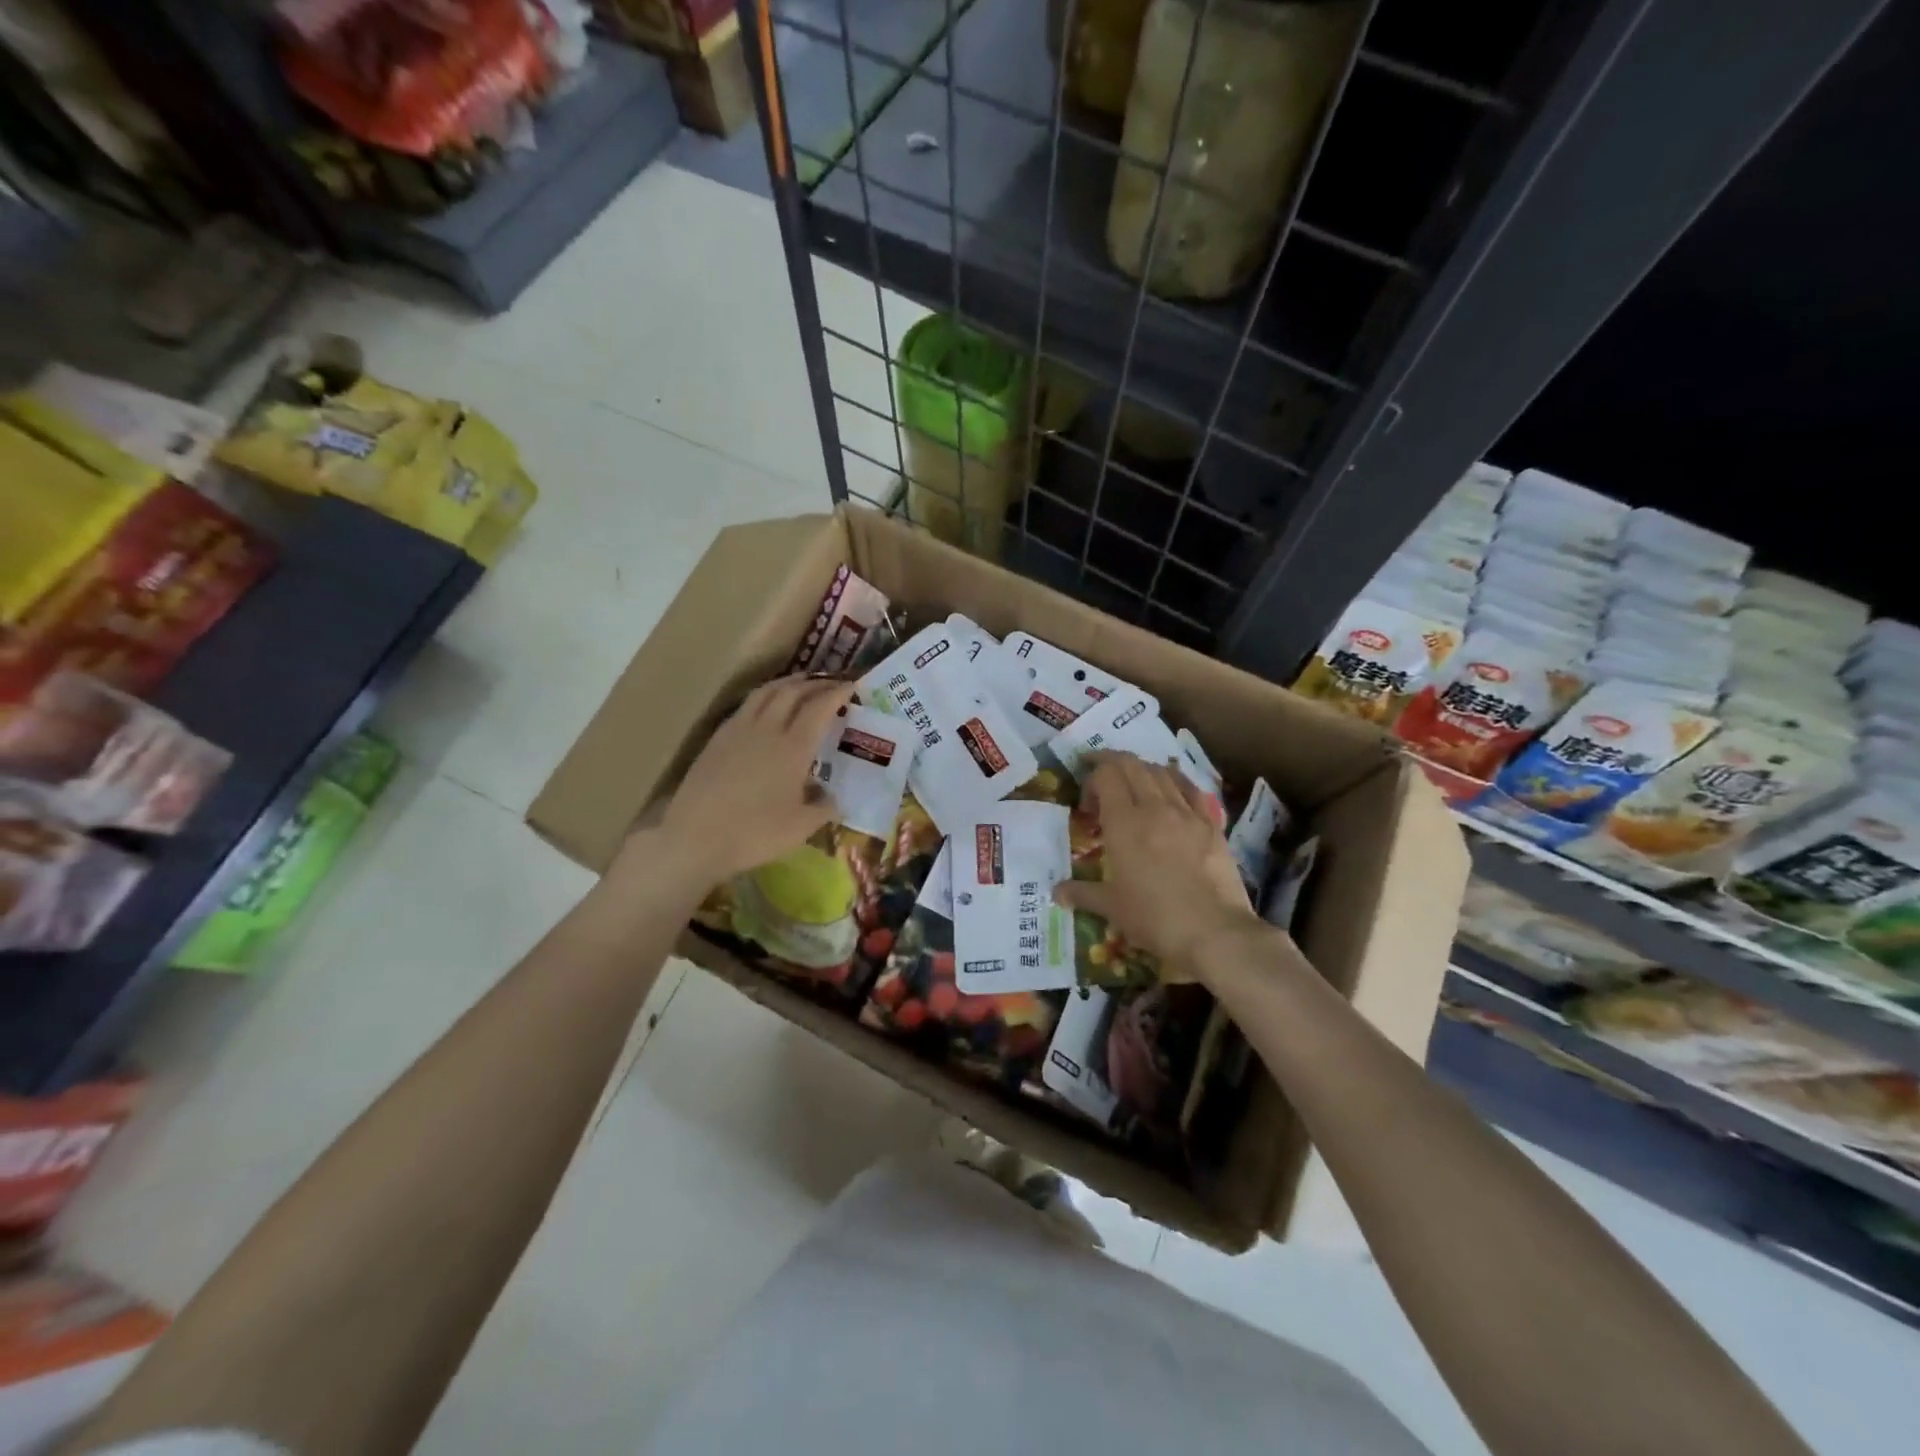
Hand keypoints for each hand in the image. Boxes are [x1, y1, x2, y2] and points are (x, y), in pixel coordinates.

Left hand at [657, 675, 853, 884]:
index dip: (837, 693)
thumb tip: (833, 798)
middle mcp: (767, 729)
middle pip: (793, 691)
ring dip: (787, 682)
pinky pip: (746, 706)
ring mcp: (738, 730)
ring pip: (765, 692)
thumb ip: (823, 808)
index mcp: (793, 747)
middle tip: (831, 683)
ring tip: (800, 683)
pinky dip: (764, 697)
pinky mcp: (717, 739)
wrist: (694, 838)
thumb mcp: (800, 828)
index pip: (820, 707)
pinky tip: (765, 708)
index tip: (851, 685)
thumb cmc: (754, 833)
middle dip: (815, 683)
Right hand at [1054, 752, 1260, 975]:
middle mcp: (1154, 807)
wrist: (1214, 931)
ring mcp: (1187, 813)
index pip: (1105, 776)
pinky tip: (1172, 790)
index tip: (1086, 804)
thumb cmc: (1154, 918)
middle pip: (1132, 765)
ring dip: (1142, 770)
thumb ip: (1082, 893)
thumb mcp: (1111, 908)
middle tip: (1101, 775)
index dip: (1091, 779)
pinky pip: (1191, 789)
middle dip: (1112, 762)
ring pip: (1162, 772)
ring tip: (1134, 782)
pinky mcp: (1212, 824)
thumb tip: (1057, 893)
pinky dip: (1176, 782)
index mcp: (1124, 823)